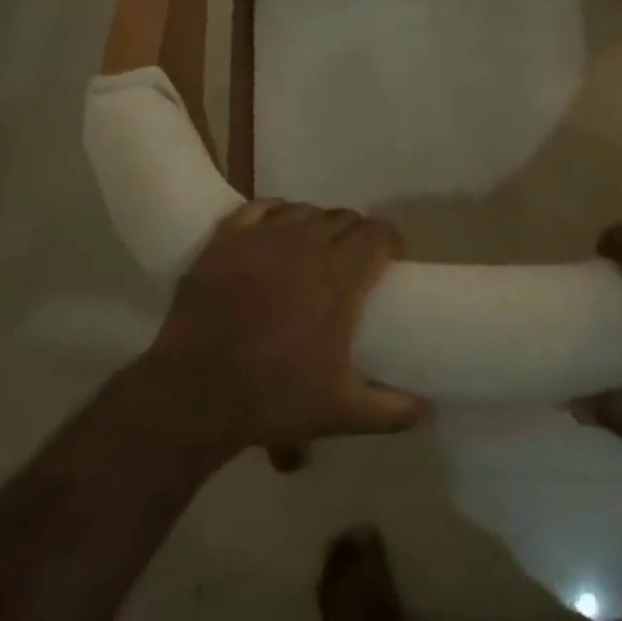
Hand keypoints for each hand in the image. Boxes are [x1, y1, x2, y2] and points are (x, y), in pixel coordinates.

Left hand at [141, 200, 427, 458]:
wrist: (194, 395)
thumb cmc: (273, 399)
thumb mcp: (342, 412)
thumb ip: (392, 410)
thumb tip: (427, 410)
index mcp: (339, 277)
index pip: (377, 234)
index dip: (389, 243)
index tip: (389, 264)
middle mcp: (305, 244)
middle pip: (344, 218)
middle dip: (356, 236)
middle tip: (352, 266)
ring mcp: (262, 238)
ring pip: (304, 210)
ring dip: (318, 225)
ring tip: (313, 251)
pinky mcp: (226, 239)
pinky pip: (260, 208)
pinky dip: (276, 214)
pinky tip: (276, 232)